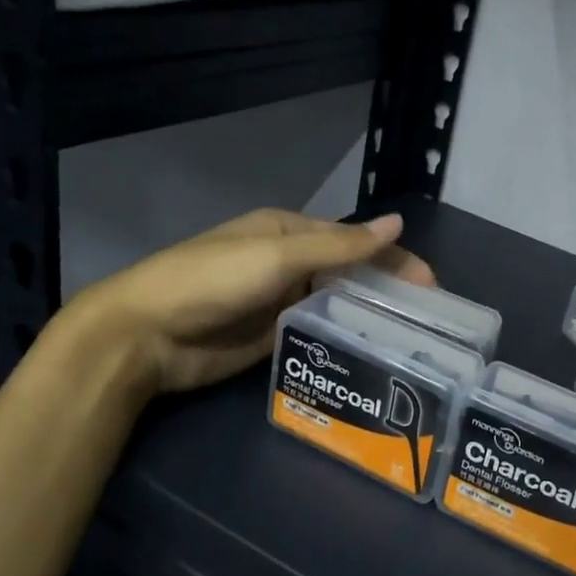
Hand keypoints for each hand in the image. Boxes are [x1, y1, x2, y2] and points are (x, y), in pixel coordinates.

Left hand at [63, 210, 433, 401]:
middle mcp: (288, 263)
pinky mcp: (272, 337)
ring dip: (368, 315)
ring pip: (335, 304)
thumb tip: (398, 222)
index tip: (430, 285)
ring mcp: (280, 302)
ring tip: (410, 341)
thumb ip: (339, 245)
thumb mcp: (278, 255)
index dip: (393, 258)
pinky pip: (317, 333)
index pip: (354, 240)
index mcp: (289, 231)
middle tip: (428, 319)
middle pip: (349, 272)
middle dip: (387, 289)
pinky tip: (372, 353)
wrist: (145, 335)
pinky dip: (343, 338)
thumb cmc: (211, 279)